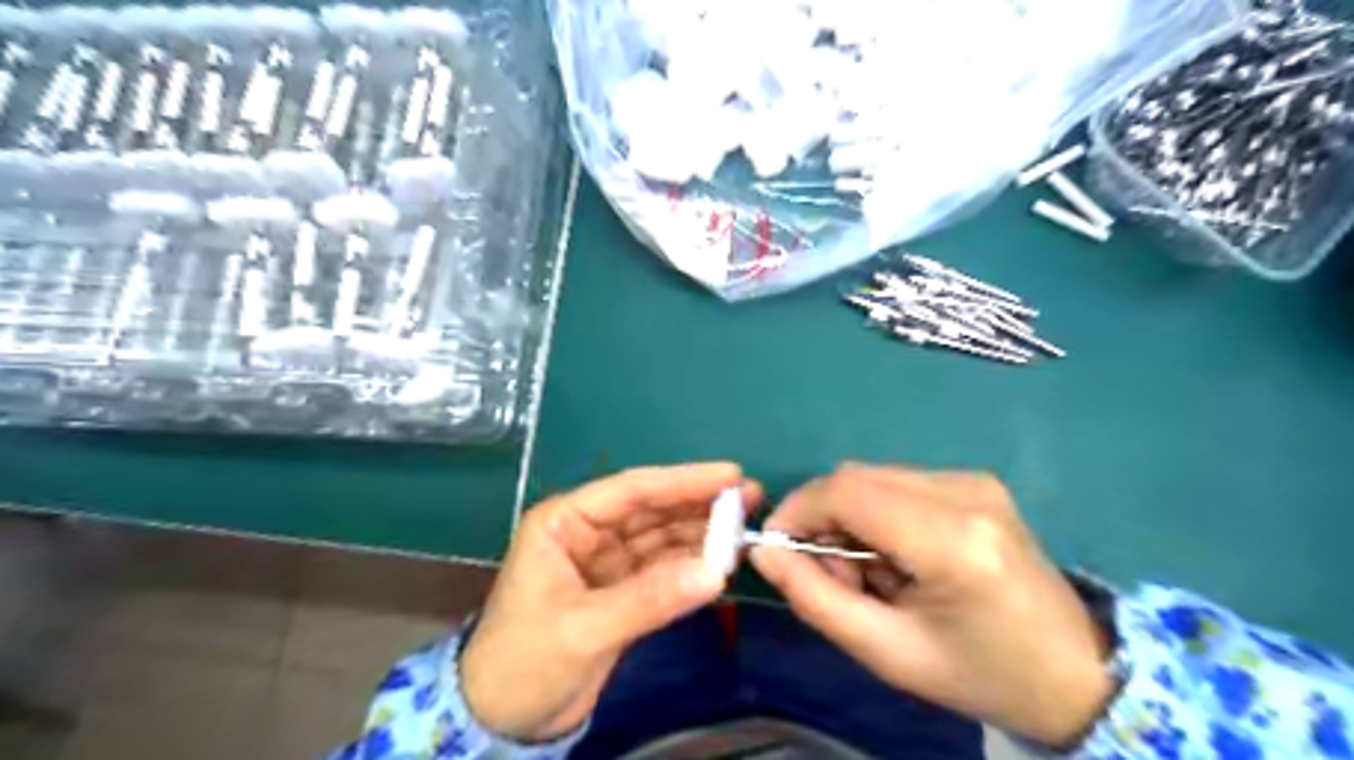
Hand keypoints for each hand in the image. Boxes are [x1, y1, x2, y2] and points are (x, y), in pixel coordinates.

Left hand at [464, 464, 760, 740]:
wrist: (502, 723)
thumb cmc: (523, 662)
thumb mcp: (583, 628)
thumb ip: (649, 598)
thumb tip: (716, 572)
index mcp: (565, 522)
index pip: (631, 491)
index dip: (682, 481)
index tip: (730, 475)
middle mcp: (589, 534)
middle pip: (652, 510)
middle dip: (698, 504)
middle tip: (750, 499)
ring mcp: (608, 563)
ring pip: (662, 539)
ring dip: (700, 534)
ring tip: (745, 529)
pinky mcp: (622, 593)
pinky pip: (664, 571)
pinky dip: (692, 567)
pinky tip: (721, 563)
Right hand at [752, 465, 1108, 747]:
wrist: (1076, 672)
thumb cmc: (981, 673)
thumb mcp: (888, 653)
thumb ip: (816, 599)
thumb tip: (765, 552)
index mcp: (952, 541)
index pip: (846, 492)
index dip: (798, 511)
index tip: (778, 549)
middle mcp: (965, 492)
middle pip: (855, 477)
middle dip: (824, 521)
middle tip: (836, 578)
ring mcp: (974, 480)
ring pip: (872, 478)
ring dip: (850, 519)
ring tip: (873, 575)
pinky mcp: (975, 482)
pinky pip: (897, 483)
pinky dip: (877, 514)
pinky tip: (899, 557)